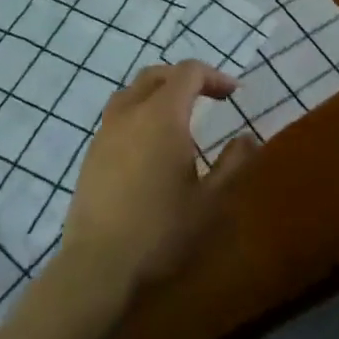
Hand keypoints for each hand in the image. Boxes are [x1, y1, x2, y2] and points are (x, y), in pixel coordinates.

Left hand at [60, 60, 258, 296]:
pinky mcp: (91, 152)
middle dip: (185, 78)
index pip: (188, 72)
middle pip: (157, 75)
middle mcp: (131, 112)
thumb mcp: (210, 201)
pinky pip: (117, 115)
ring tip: (176, 115)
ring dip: (157, 92)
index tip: (233, 94)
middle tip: (208, 97)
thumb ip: (232, 164)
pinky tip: (148, 144)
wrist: (98, 266)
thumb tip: (246, 139)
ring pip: (132, 91)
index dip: (214, 76)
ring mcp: (106, 131)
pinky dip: (138, 113)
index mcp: (163, 115)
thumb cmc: (161, 230)